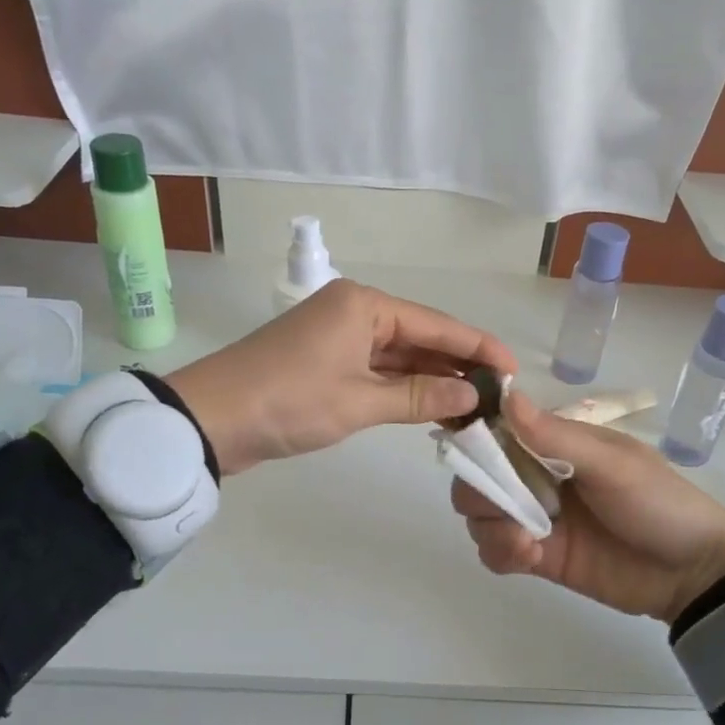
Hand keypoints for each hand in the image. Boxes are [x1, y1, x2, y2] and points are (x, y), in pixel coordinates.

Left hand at [167, 280, 516, 474]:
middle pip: (420, 337)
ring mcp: (339, 338)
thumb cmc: (288, 401)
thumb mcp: (359, 401)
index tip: (514, 370)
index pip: (437, 324)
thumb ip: (420, 397)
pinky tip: (434, 406)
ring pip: (400, 356)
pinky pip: (379, 372)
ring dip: (433, 380)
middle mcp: (355, 312)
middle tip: (500, 396)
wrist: (211, 419)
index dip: (478, 347)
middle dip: (458, 366)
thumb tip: (472, 395)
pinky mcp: (327, 364)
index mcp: (365, 305)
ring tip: (476, 406)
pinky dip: (404, 389)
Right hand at [451, 391, 724, 623]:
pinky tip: (528, 556)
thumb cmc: (658, 503)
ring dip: (490, 524)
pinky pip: (496, 550)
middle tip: (505, 506)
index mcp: (555, 442)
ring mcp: (536, 517)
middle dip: (480, 490)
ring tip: (524, 541)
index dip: (478, 439)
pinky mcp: (538, 555)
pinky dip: (501, 551)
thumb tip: (507, 395)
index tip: (469, 451)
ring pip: (480, 514)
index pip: (498, 431)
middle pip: (479, 475)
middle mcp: (537, 475)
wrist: (692, 572)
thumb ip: (555, 436)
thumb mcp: (612, 464)